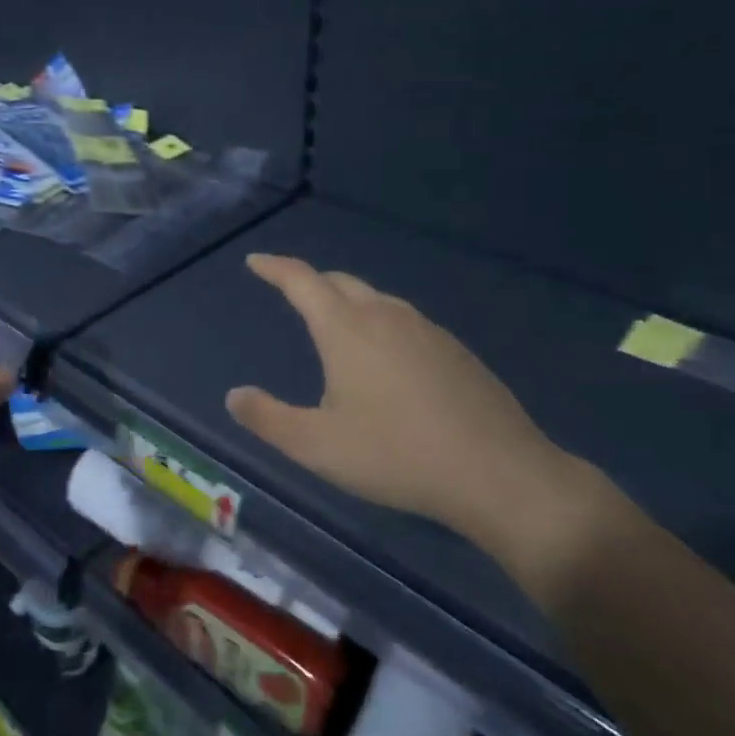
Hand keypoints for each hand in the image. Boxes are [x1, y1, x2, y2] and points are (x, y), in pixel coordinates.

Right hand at [225, 254, 610, 562]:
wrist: (499, 474)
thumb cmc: (396, 456)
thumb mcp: (317, 446)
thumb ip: (268, 418)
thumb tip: (234, 395)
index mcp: (346, 329)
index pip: (302, 281)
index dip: (275, 267)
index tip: (256, 261)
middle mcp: (386, 316)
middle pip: (340, 282)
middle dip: (311, 282)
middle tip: (291, 292)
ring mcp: (427, 330)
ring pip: (377, 299)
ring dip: (348, 300)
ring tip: (336, 322)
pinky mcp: (456, 351)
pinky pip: (405, 321)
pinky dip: (381, 322)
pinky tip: (388, 356)